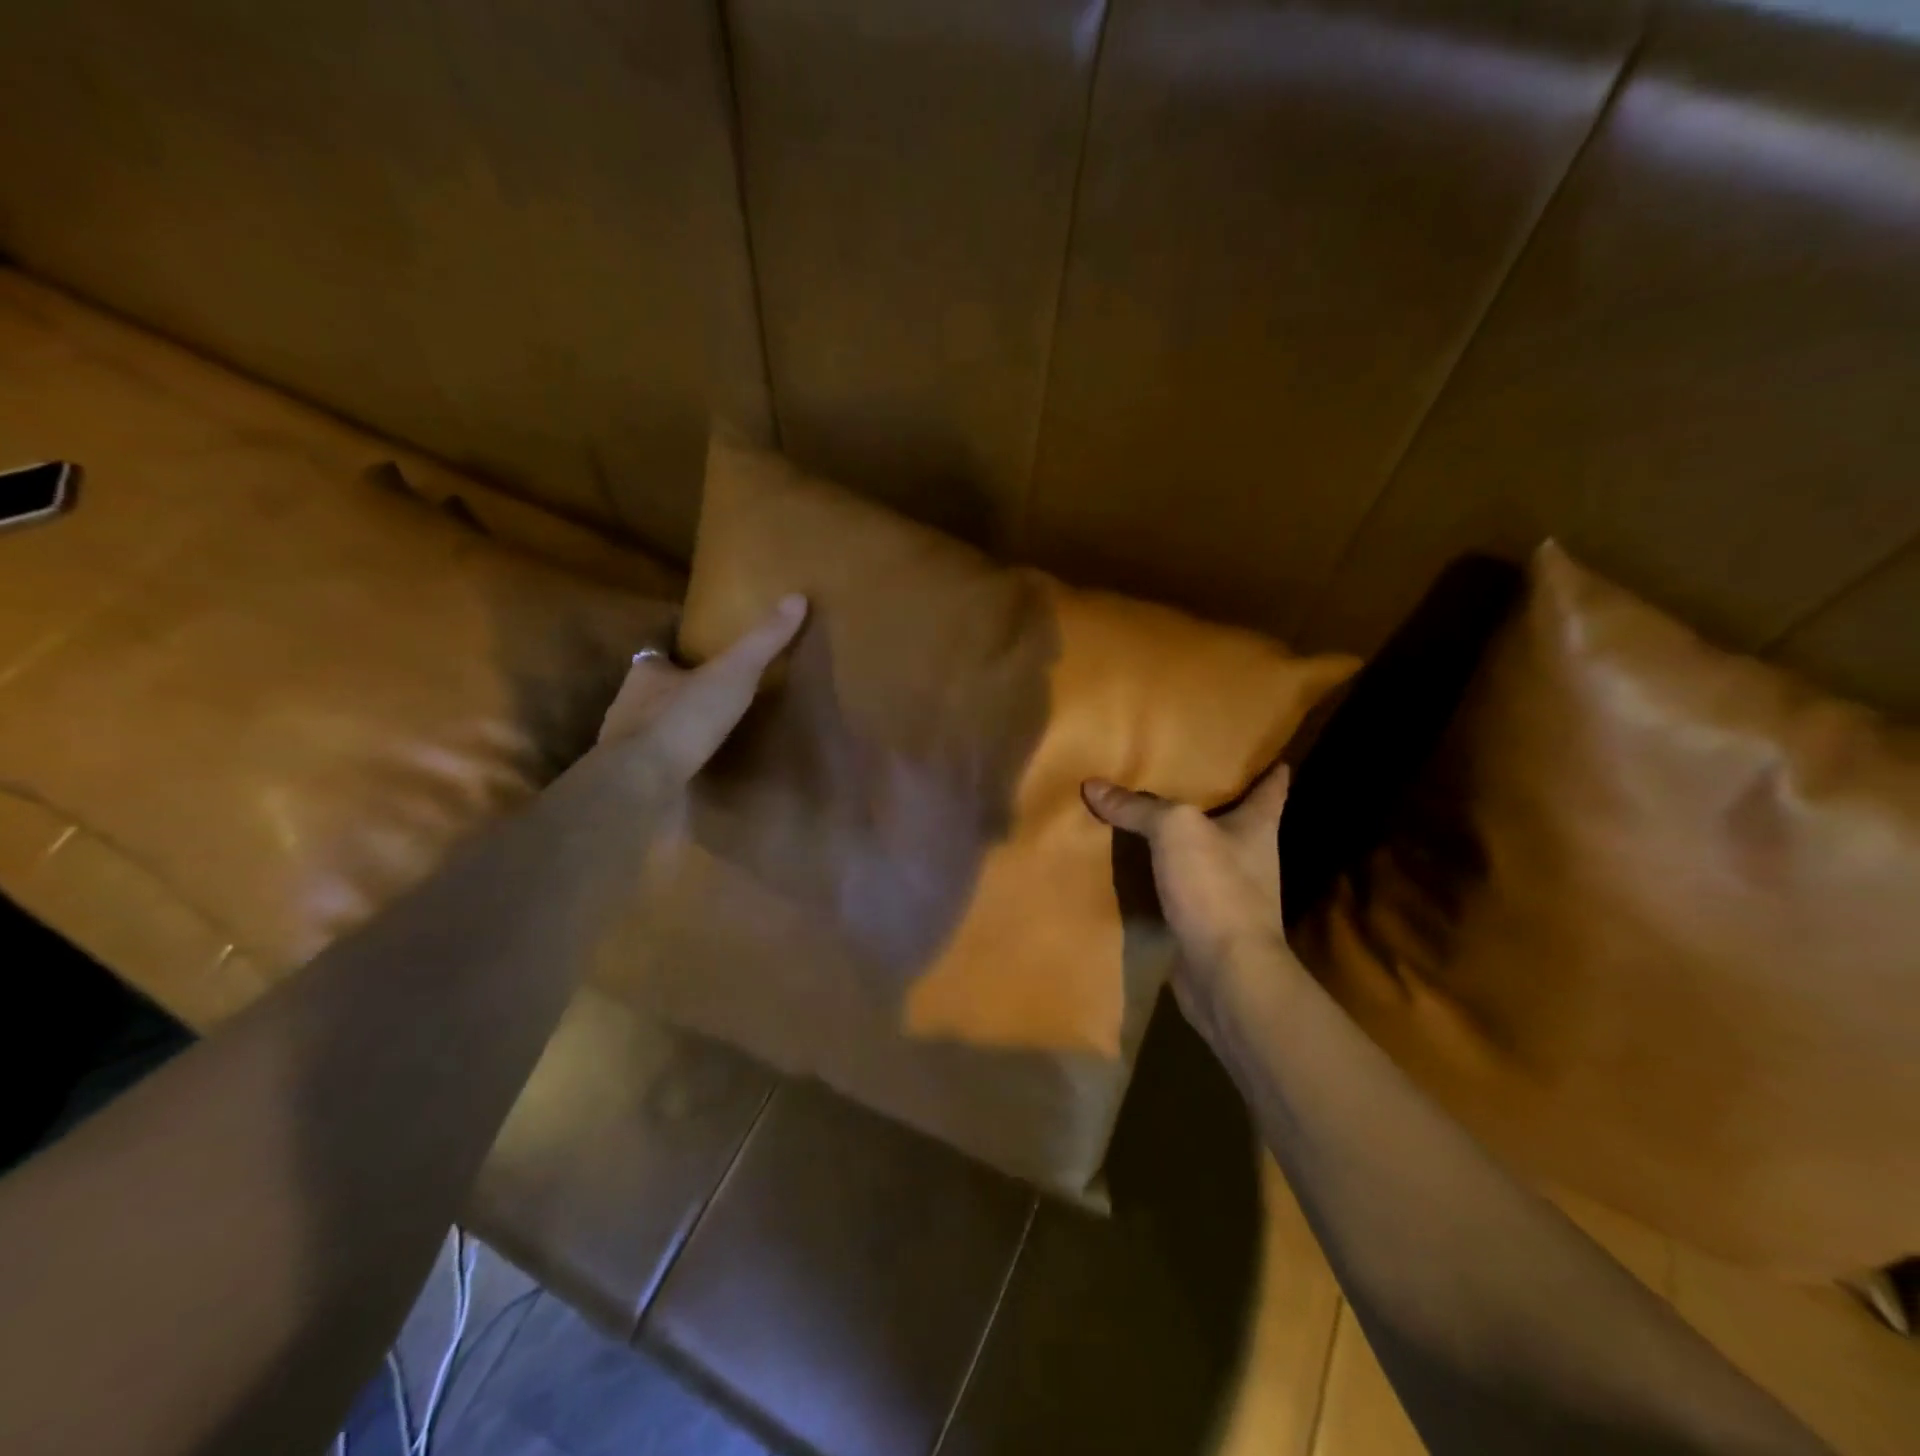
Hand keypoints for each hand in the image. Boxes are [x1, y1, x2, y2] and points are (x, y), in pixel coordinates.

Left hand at [597, 594, 806, 781]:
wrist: (643, 785)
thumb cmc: (683, 719)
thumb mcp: (733, 673)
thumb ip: (763, 640)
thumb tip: (797, 597)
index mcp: (646, 672)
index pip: (659, 650)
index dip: (678, 646)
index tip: (702, 646)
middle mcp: (630, 704)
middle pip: (657, 688)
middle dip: (680, 687)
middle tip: (716, 689)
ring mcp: (630, 745)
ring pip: (655, 726)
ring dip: (679, 725)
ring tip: (713, 729)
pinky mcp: (637, 779)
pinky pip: (660, 762)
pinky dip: (677, 760)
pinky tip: (699, 767)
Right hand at [1081, 765, 1295, 1046]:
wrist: (1225, 974)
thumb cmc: (1216, 888)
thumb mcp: (1175, 831)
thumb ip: (1137, 807)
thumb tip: (1093, 785)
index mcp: (1257, 828)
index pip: (1272, 789)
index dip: (1271, 769)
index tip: (1269, 753)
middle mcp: (1250, 857)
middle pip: (1236, 819)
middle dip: (1216, 799)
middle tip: (1184, 771)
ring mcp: (1229, 894)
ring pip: (1203, 854)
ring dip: (1182, 839)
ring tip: (1148, 813)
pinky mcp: (1203, 922)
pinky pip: (1178, 887)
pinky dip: (1160, 875)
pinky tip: (1133, 864)